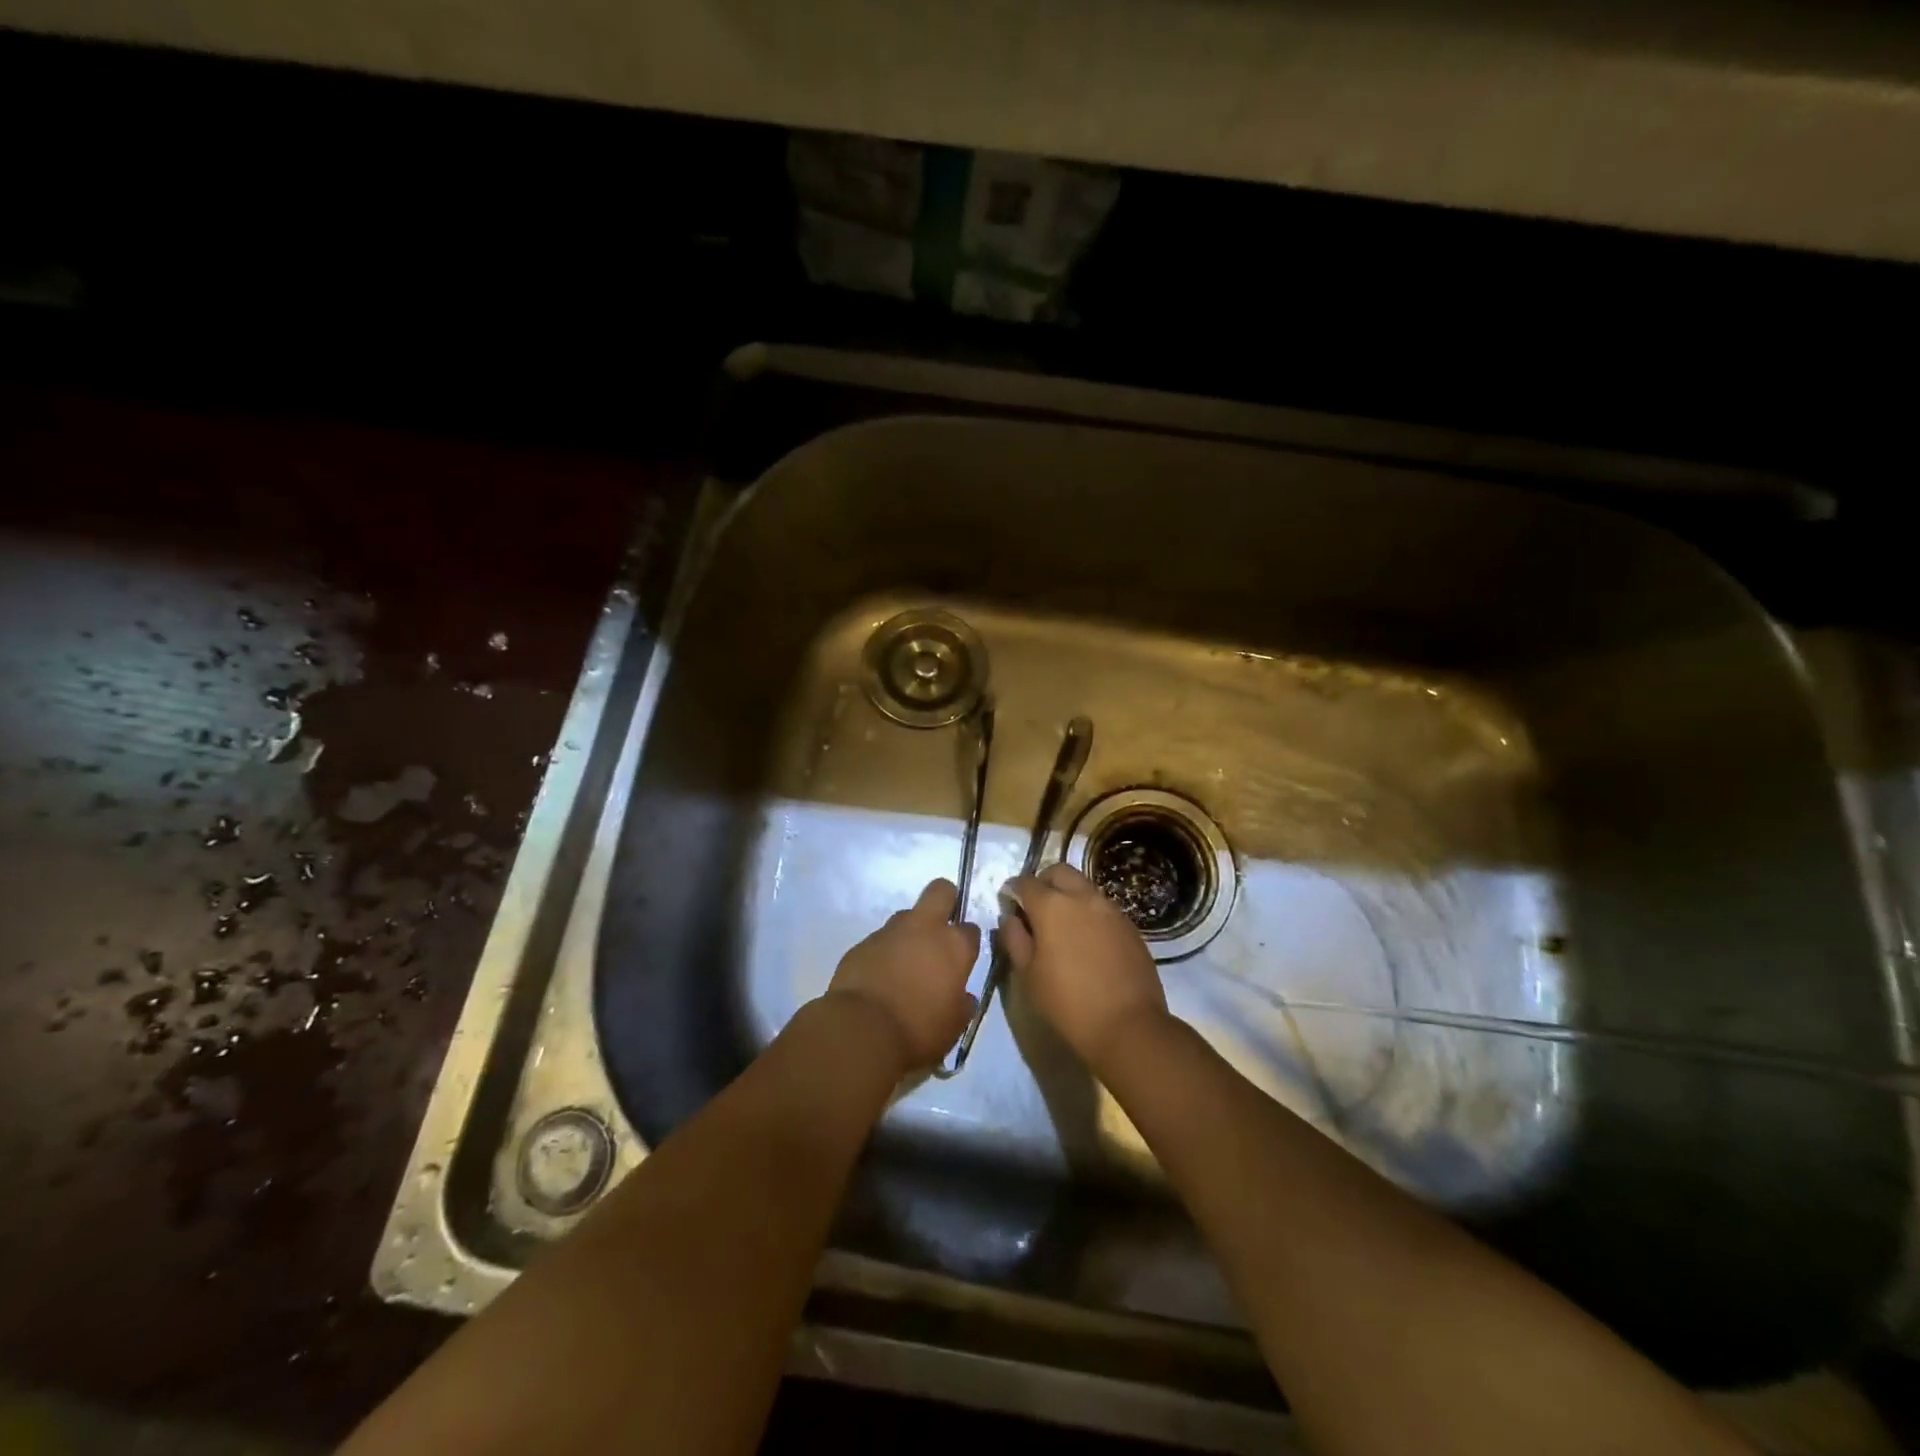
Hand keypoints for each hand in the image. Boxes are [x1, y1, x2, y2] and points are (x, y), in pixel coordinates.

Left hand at [827, 878, 980, 1070]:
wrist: (861, 1030)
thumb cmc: (918, 1030)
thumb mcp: (953, 1026)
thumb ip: (962, 1005)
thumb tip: (962, 997)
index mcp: (953, 946)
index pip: (970, 930)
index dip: (967, 942)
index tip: (962, 959)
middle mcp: (923, 928)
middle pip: (940, 891)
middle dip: (945, 900)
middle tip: (941, 929)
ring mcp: (889, 932)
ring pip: (905, 917)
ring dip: (910, 933)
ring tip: (905, 964)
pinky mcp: (862, 943)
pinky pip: (879, 941)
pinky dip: (883, 953)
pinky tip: (880, 978)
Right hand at [999, 863, 1167, 1068]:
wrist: (1128, 1025)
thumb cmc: (1068, 1003)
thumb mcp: (1028, 975)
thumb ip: (1014, 939)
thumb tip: (1009, 918)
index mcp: (1052, 906)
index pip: (1025, 882)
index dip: (1013, 891)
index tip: (1008, 904)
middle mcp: (1083, 897)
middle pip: (1058, 872)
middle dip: (1043, 882)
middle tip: (1035, 908)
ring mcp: (1110, 908)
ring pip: (1083, 886)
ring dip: (1068, 895)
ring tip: (1061, 926)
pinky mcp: (1130, 925)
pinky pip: (1103, 906)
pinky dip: (1088, 912)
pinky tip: (1086, 940)